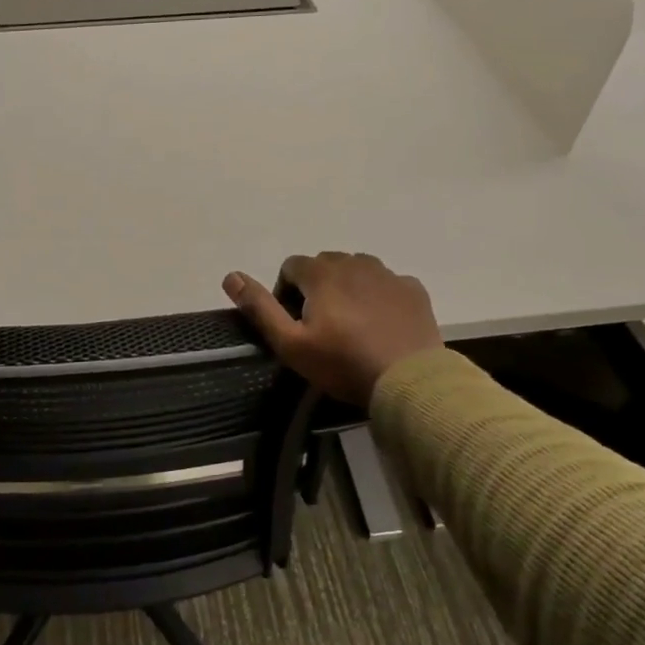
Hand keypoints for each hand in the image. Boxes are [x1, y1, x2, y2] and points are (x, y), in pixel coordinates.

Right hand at [223, 253, 441, 406]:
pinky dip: (379, 295)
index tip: (294, 323)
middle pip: (325, 264)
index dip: (286, 291)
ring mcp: (388, 275)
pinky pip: (387, 283)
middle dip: (316, 286)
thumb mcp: (290, 343)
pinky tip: (381, 324)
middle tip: (321, 325)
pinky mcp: (413, 289)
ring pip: (358, 269)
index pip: (292, 265)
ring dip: (348, 286)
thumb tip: (231, 276)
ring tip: (351, 322)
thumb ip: (259, 307)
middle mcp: (355, 263)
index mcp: (322, 273)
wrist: (408, 381)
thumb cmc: (343, 364)